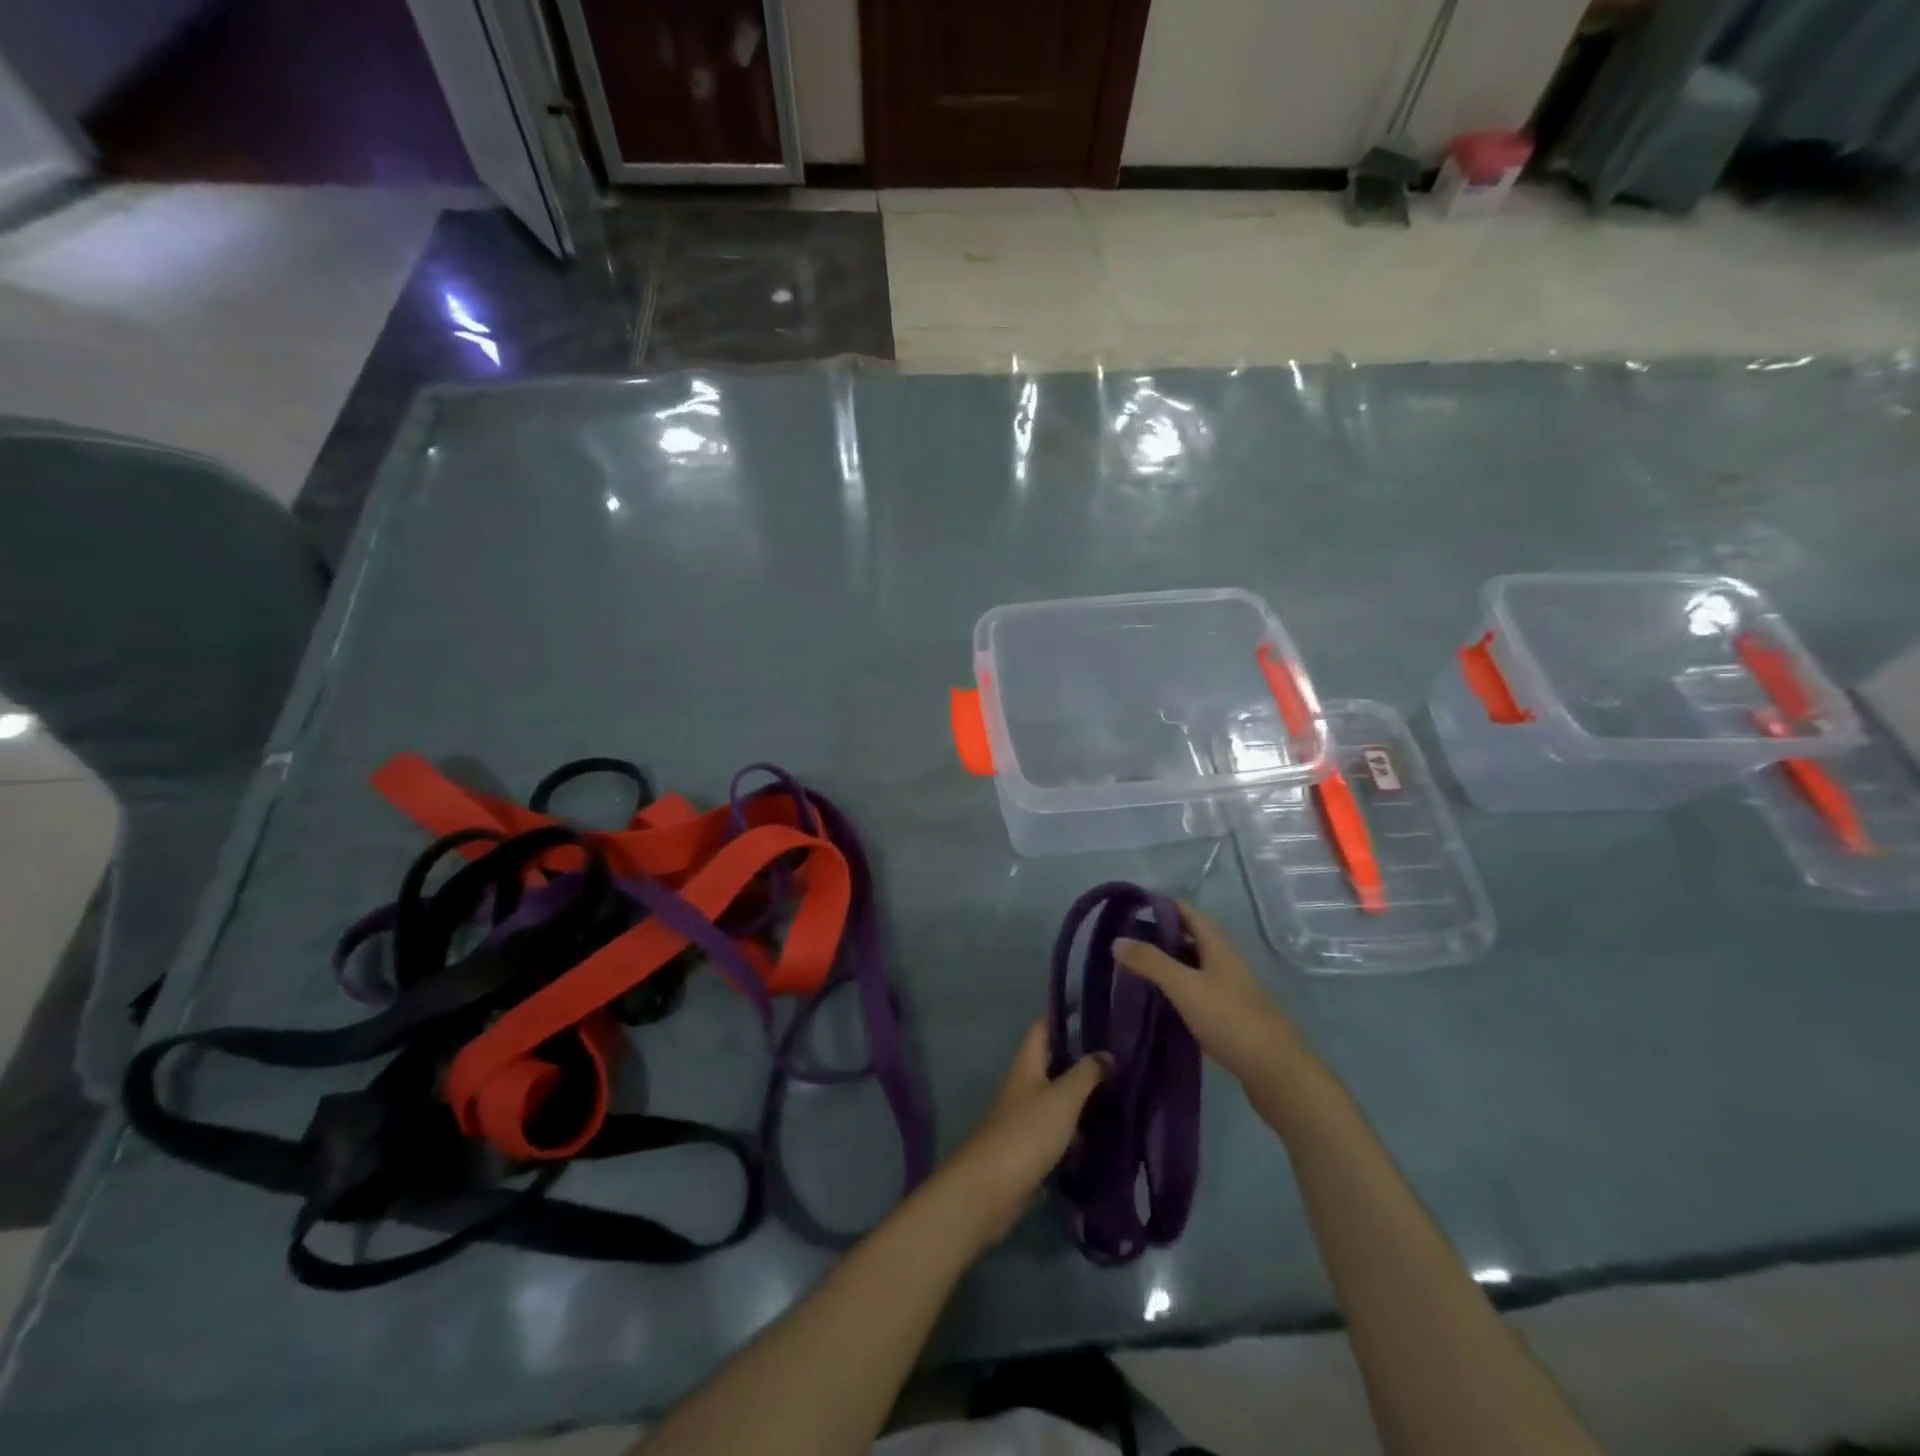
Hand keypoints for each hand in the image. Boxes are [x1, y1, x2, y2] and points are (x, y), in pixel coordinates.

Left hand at [933, 1021, 1107, 1244]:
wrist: (990, 1189)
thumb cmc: (1026, 1133)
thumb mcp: (1062, 1099)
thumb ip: (1085, 1074)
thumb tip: (1106, 1053)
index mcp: (1027, 1064)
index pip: (1044, 1027)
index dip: (1067, 1017)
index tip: (1099, 1015)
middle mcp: (1025, 1084)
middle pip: (1055, 1063)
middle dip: (1084, 1061)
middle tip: (1122, 1059)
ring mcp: (1026, 1117)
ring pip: (1059, 1098)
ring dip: (1084, 1097)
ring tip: (1122, 1095)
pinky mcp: (1031, 1148)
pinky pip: (1059, 1130)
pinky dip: (1078, 1130)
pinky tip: (1104, 1135)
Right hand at [1114, 902, 1309, 1087]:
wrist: (1274, 1071)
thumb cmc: (1230, 1019)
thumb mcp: (1185, 986)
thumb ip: (1151, 962)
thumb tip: (1117, 940)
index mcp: (1217, 944)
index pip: (1184, 911)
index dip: (1157, 905)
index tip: (1125, 909)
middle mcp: (1223, 960)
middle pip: (1186, 937)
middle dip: (1155, 936)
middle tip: (1121, 942)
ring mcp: (1226, 988)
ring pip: (1189, 966)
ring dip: (1163, 964)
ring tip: (1130, 969)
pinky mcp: (1226, 1014)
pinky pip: (1193, 991)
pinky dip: (1172, 989)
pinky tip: (1153, 1000)